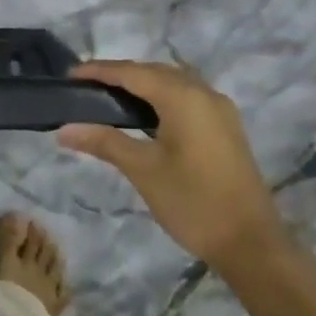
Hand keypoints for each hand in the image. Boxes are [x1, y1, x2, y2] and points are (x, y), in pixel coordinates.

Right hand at [59, 60, 287, 268]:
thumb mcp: (143, 170)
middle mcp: (204, 93)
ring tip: (110, 97)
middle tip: (86, 87)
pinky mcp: (226, 126)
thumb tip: (64, 129)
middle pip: (154, 71)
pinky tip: (145, 113)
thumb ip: (104, 142)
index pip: (132, 72)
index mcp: (183, 97)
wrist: (252, 244)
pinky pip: (187, 96)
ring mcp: (219, 109)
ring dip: (142, 83)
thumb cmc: (193, 202)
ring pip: (173, 81)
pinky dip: (161, 96)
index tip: (70, 75)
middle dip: (120, 74)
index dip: (100, 70)